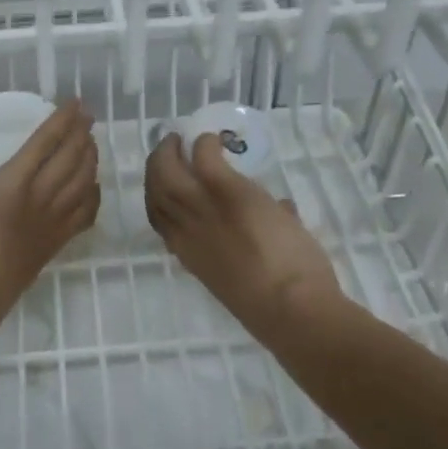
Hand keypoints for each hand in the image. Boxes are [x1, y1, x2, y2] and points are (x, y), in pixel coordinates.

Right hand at [0, 101, 99, 304]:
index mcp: (12, 181)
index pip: (45, 141)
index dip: (63, 120)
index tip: (75, 104)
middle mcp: (39, 195)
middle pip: (71, 157)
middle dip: (82, 134)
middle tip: (88, 119)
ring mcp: (53, 220)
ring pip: (83, 181)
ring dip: (91, 159)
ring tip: (92, 145)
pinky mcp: (58, 244)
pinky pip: (85, 214)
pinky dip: (93, 196)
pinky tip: (93, 188)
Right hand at [145, 133, 342, 341]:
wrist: (292, 309)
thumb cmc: (280, 306)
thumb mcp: (256, 273)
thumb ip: (258, 240)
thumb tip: (280, 211)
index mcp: (190, 255)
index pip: (159, 218)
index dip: (158, 194)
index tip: (173, 180)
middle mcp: (185, 230)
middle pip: (155, 189)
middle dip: (157, 164)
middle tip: (171, 148)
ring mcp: (202, 208)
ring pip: (166, 171)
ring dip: (170, 151)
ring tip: (183, 140)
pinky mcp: (225, 190)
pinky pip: (203, 156)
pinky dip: (204, 144)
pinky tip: (213, 140)